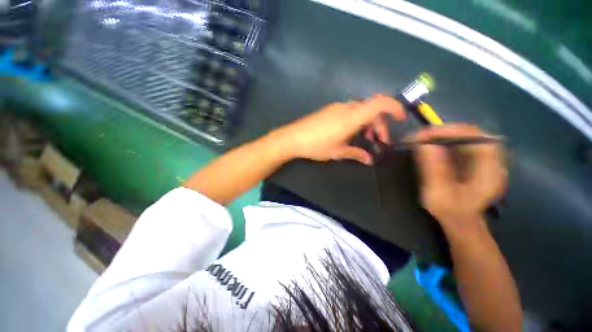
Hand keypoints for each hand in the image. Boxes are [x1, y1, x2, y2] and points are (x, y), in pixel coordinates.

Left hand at [273, 94, 404, 164]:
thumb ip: (356, 153)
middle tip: (379, 141)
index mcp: (351, 117)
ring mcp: (337, 108)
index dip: (394, 108)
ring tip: (366, 139)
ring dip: (368, 123)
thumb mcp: (338, 151)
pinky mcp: (330, 110)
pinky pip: (349, 112)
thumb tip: (369, 160)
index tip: (400, 119)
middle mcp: (346, 108)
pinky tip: (351, 133)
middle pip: (371, 109)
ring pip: (360, 111)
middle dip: (379, 124)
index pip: (379, 103)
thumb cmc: (316, 145)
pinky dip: (357, 121)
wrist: (293, 138)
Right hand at [415, 124, 506, 230]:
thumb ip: (434, 170)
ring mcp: (482, 159)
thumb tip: (424, 145)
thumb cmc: (451, 211)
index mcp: (490, 170)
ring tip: (422, 138)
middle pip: (471, 134)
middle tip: (420, 135)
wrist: (459, 221)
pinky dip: (443, 141)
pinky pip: (459, 144)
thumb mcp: (439, 194)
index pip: (477, 138)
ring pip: (464, 137)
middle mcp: (491, 160)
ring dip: (442, 135)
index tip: (427, 134)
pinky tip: (430, 145)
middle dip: (444, 132)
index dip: (452, 132)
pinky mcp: (472, 160)